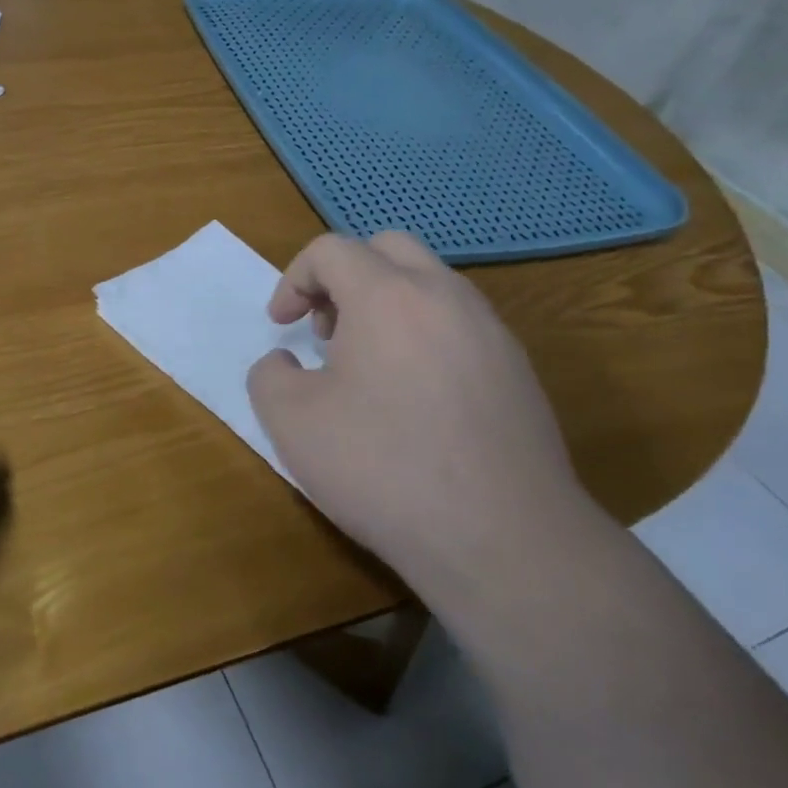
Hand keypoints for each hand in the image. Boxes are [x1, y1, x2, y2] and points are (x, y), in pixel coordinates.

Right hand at [247, 233, 592, 625]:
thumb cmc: (382, 467)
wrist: (502, 539)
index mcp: (388, 295)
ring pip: (430, 283)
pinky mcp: (518, 371)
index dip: (293, 280)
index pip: (331, 250)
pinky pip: (460, 325)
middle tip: (327, 331)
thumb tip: (286, 363)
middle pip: (387, 248)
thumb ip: (269, 374)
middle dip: (345, 277)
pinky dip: (424, 335)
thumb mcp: (290, 421)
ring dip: (387, 304)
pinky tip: (415, 399)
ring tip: (368, 366)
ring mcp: (491, 331)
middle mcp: (445, 296)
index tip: (281, 326)